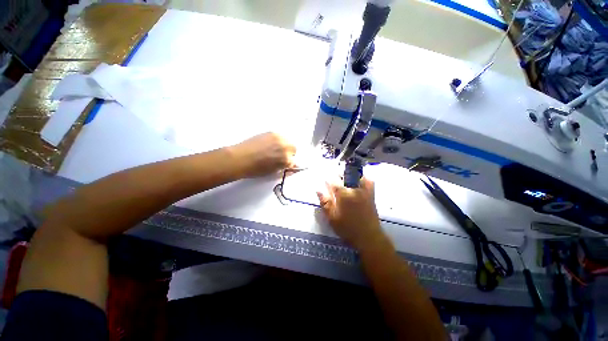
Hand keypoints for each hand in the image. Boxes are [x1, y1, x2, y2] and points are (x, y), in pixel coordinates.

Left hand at [230, 132, 295, 177]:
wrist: (240, 158)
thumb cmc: (256, 169)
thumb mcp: (273, 172)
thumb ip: (284, 168)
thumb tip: (292, 166)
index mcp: (286, 159)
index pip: (294, 161)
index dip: (289, 163)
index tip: (285, 164)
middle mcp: (285, 147)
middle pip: (294, 148)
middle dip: (289, 153)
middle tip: (280, 156)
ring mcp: (278, 138)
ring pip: (287, 140)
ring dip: (284, 145)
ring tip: (274, 149)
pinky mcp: (271, 133)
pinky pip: (280, 136)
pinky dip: (278, 140)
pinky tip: (269, 144)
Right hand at [316, 177, 384, 249]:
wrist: (369, 237)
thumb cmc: (348, 229)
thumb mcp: (332, 218)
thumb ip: (325, 203)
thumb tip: (318, 190)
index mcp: (344, 195)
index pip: (334, 182)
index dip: (328, 180)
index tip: (325, 180)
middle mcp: (354, 190)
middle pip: (346, 175)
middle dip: (338, 175)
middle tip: (335, 180)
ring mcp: (364, 191)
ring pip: (358, 176)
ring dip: (351, 175)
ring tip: (346, 178)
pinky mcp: (371, 195)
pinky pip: (369, 182)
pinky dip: (364, 179)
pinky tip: (360, 181)